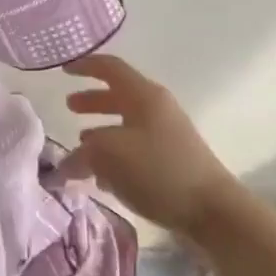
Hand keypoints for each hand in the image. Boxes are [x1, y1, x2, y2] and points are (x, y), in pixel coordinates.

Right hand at [62, 54, 241, 238]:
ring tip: (81, 147)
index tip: (64, 70)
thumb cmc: (158, 170)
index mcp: (144, 96)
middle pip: (118, 96)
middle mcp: (156, 109)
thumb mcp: (110, 155)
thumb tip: (68, 163)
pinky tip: (102, 177)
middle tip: (69, 107)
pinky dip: (115, 155)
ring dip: (101, 132)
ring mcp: (167, 135)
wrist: (212, 209)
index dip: (85, 66)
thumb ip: (82, 154)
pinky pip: (135, 149)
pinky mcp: (171, 160)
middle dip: (92, 101)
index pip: (110, 68)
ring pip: (125, 125)